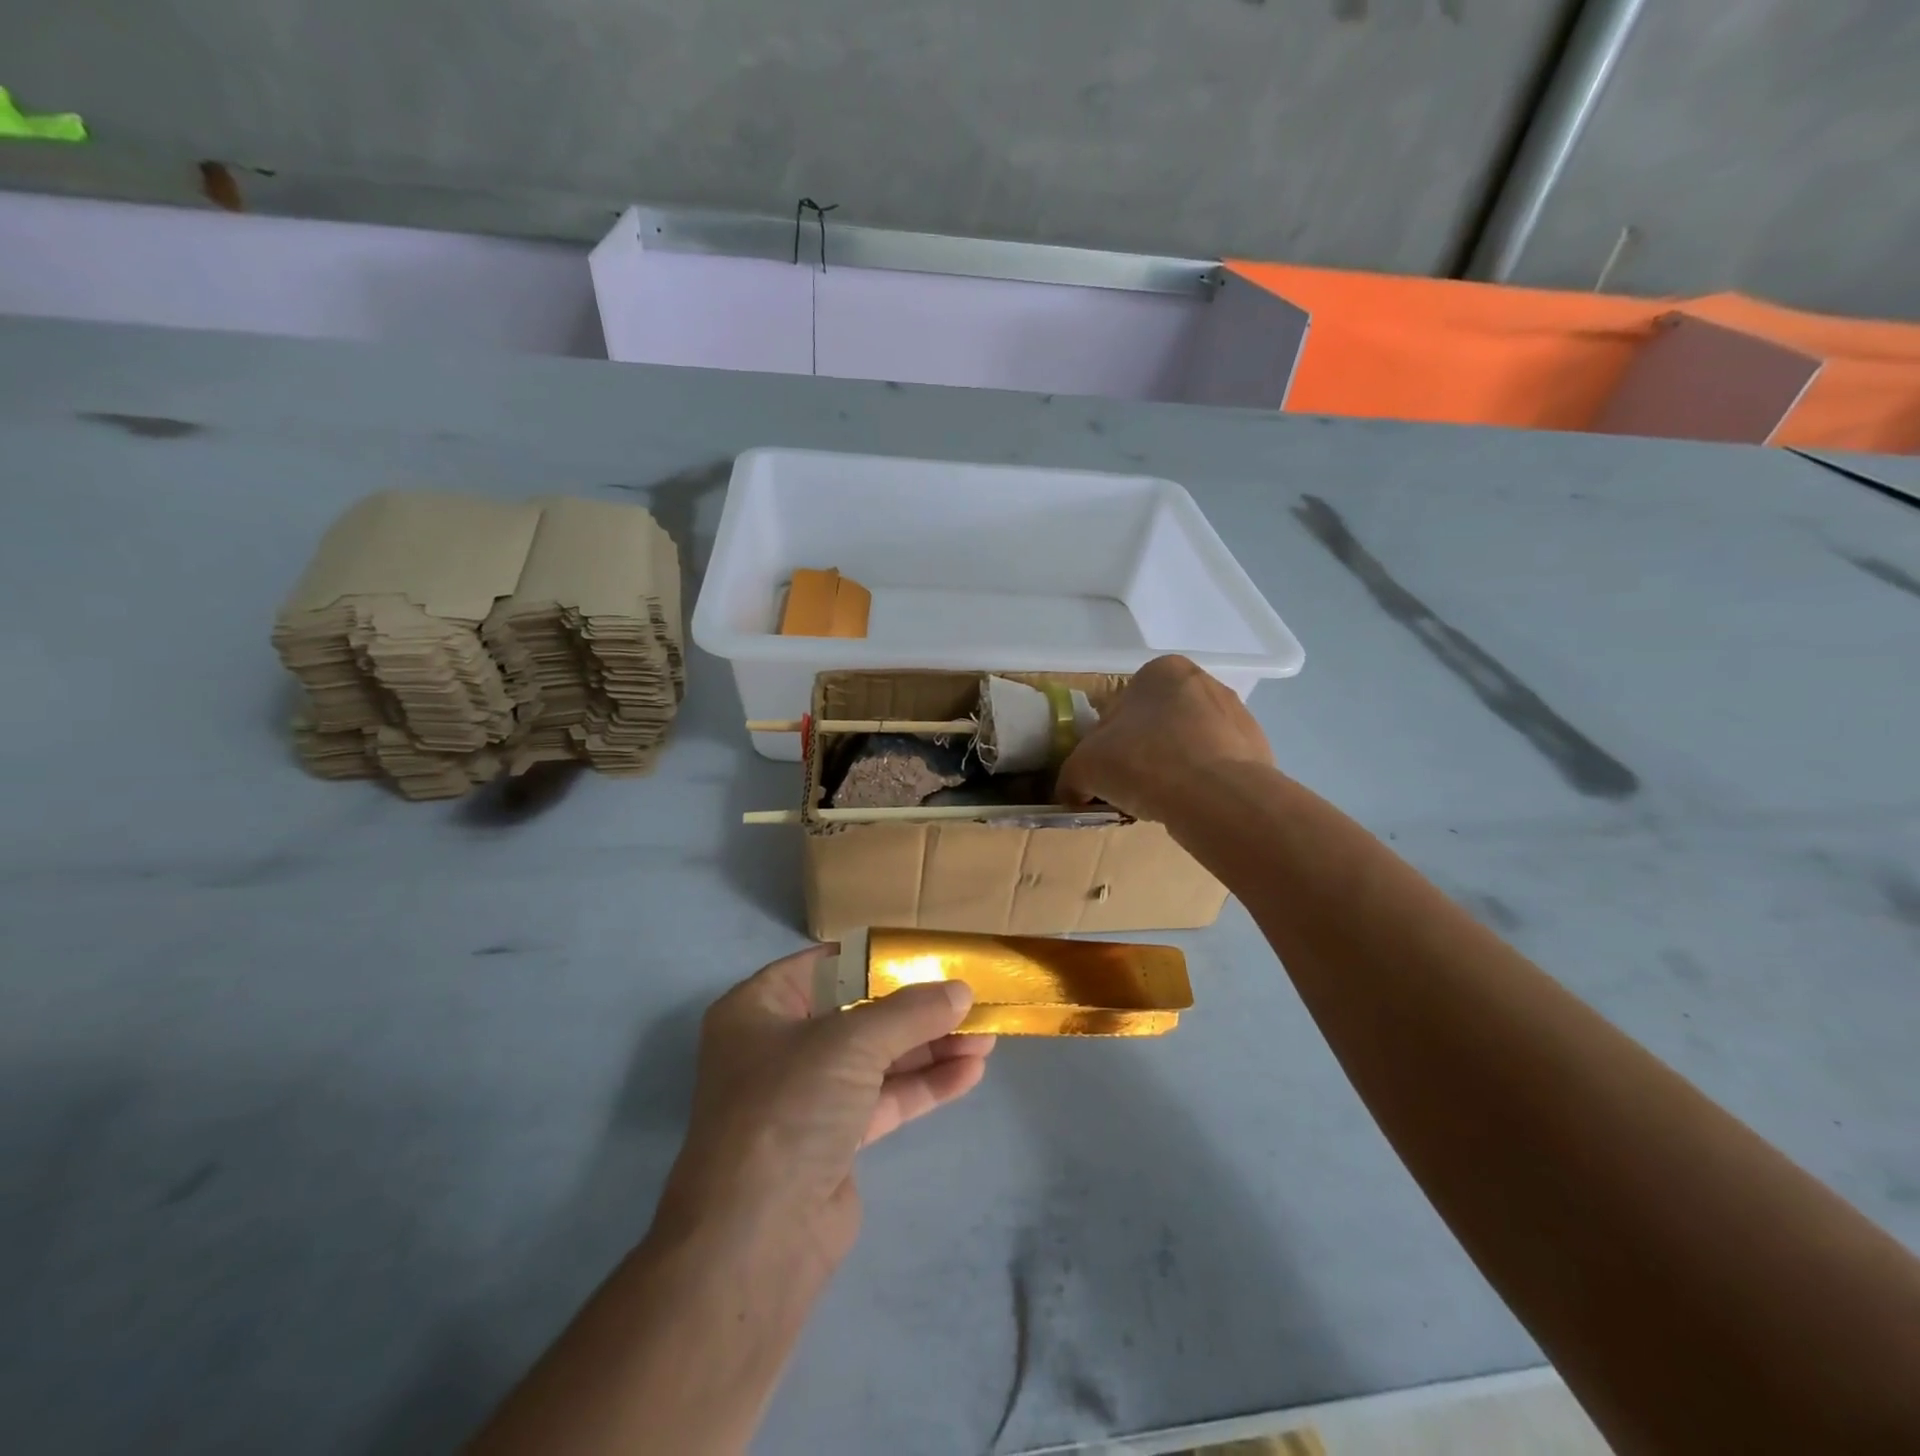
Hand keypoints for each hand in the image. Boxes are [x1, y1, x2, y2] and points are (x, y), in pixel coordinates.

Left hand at [653, 946, 995, 1280]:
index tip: (930, 955)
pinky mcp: (832, 1140)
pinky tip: (969, 1072)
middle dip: (917, 1009)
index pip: (827, 966)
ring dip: (929, 1047)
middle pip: (858, 1013)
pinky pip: (883, 1098)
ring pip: (876, 1058)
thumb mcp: (851, 1042)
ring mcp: (806, 1095)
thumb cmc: (789, 1107)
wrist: (756, 1239)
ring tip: (986, 1037)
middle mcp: (779, 1046)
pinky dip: (923, 1084)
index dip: (878, 960)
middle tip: (971, 1000)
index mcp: (760, 1007)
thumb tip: (961, 990)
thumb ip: (910, 1012)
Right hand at [1058, 654, 1273, 822]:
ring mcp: (1237, 715)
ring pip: (1190, 743)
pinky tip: (1191, 806)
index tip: (1105, 770)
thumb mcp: (1084, 767)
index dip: (1107, 741)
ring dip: (1173, 767)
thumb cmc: (1143, 762)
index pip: (1122, 706)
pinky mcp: (1259, 749)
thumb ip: (1071, 775)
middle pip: (1158, 722)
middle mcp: (1203, 681)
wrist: (1217, 796)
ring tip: (1161, 802)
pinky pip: (1218, 766)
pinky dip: (1202, 783)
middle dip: (1143, 751)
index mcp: (1160, 671)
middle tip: (1130, 786)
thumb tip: (1072, 790)